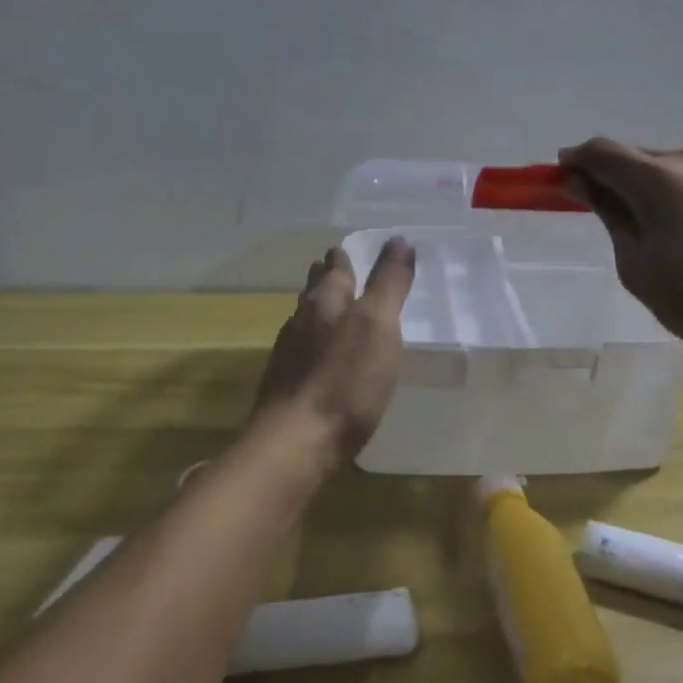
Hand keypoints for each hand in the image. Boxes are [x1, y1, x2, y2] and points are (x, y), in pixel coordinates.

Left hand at [251, 238, 416, 463]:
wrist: (295, 443)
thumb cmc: (346, 380)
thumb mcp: (379, 325)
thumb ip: (389, 283)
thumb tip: (399, 239)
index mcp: (326, 300)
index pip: (335, 268)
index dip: (343, 258)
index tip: (347, 249)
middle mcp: (302, 319)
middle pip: (314, 291)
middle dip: (326, 279)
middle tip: (339, 271)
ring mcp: (288, 353)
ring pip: (304, 319)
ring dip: (318, 311)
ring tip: (332, 311)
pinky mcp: (284, 385)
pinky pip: (300, 351)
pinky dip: (313, 344)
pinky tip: (319, 358)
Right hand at [559, 139, 682, 367]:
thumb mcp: (638, 266)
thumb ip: (608, 214)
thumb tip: (581, 182)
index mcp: (659, 178)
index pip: (601, 150)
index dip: (575, 160)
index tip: (560, 181)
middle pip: (633, 154)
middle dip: (607, 173)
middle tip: (595, 208)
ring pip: (662, 164)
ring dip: (639, 182)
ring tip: (637, 224)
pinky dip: (668, 189)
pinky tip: (673, 225)